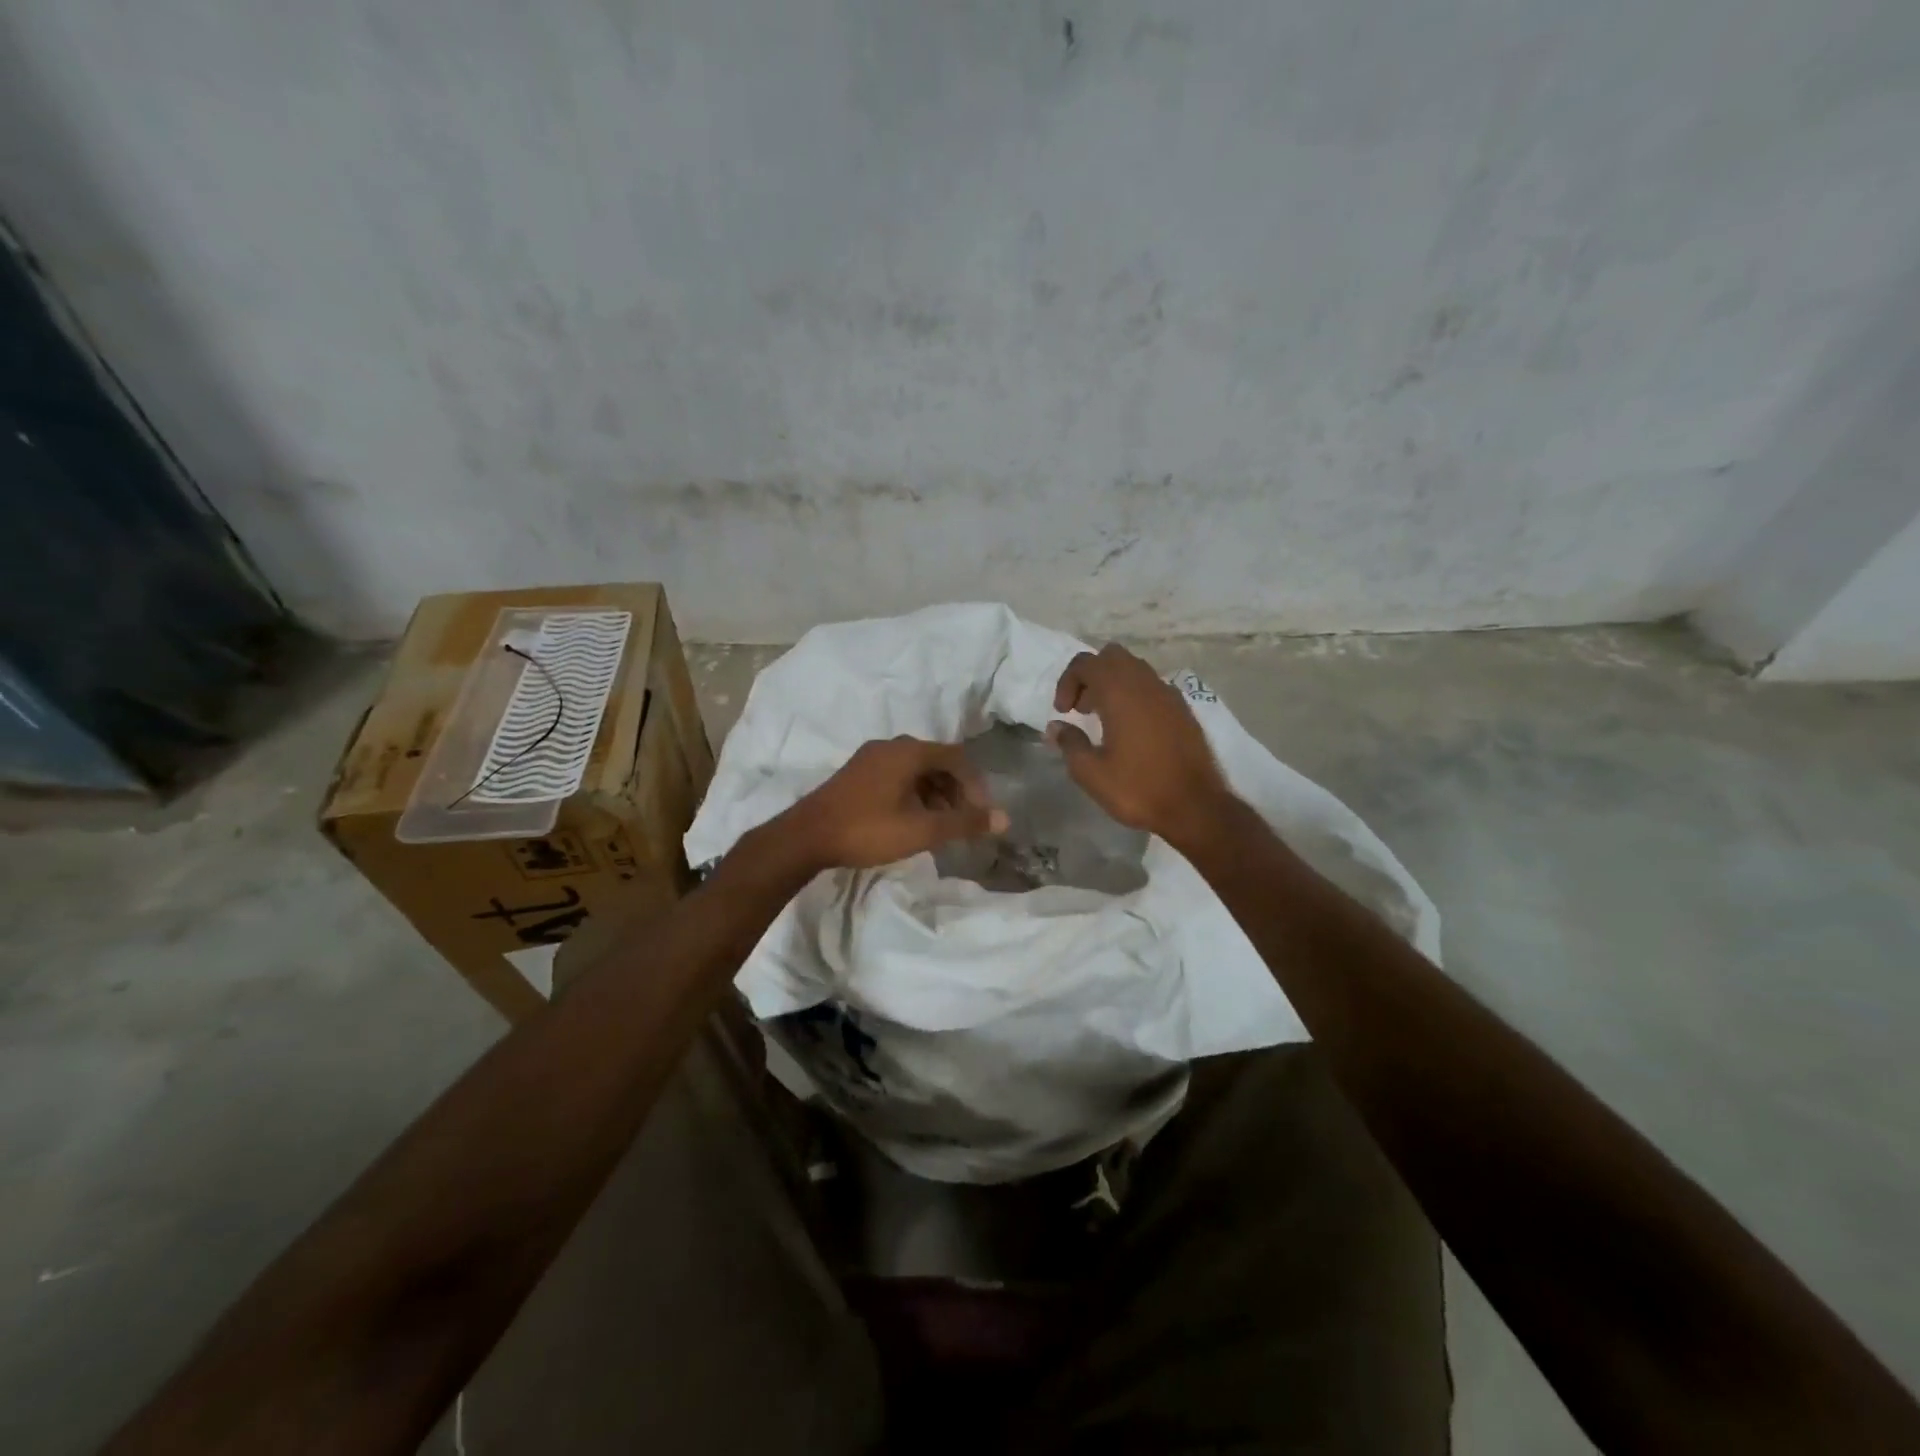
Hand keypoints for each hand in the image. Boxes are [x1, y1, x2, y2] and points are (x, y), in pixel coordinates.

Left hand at [774, 736, 1008, 871]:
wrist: (806, 837)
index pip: (956, 757)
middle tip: (964, 821)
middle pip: (936, 761)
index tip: (982, 813)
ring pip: (915, 770)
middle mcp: (890, 746)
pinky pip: (896, 776)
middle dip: (956, 790)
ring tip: (941, 825)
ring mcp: (869, 759)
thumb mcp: (922, 829)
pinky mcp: (856, 774)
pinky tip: (912, 821)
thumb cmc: (868, 829)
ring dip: (935, 794)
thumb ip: (964, 823)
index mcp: (908, 751)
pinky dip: (914, 794)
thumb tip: (1005, 819)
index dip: (975, 784)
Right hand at [1048, 643, 1234, 847]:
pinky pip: (1152, 686)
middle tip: (1081, 709)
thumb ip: (1070, 743)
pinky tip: (1131, 729)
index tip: (1063, 713)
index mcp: (1120, 693)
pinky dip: (1134, 695)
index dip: (1067, 682)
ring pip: (1134, 668)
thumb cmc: (1138, 789)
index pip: (1086, 663)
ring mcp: (1168, 694)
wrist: (1195, 807)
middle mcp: (1145, 684)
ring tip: (1104, 719)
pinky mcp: (1183, 709)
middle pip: (1111, 656)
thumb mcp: (1091, 773)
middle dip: (1090, 676)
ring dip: (1113, 684)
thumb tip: (1056, 727)